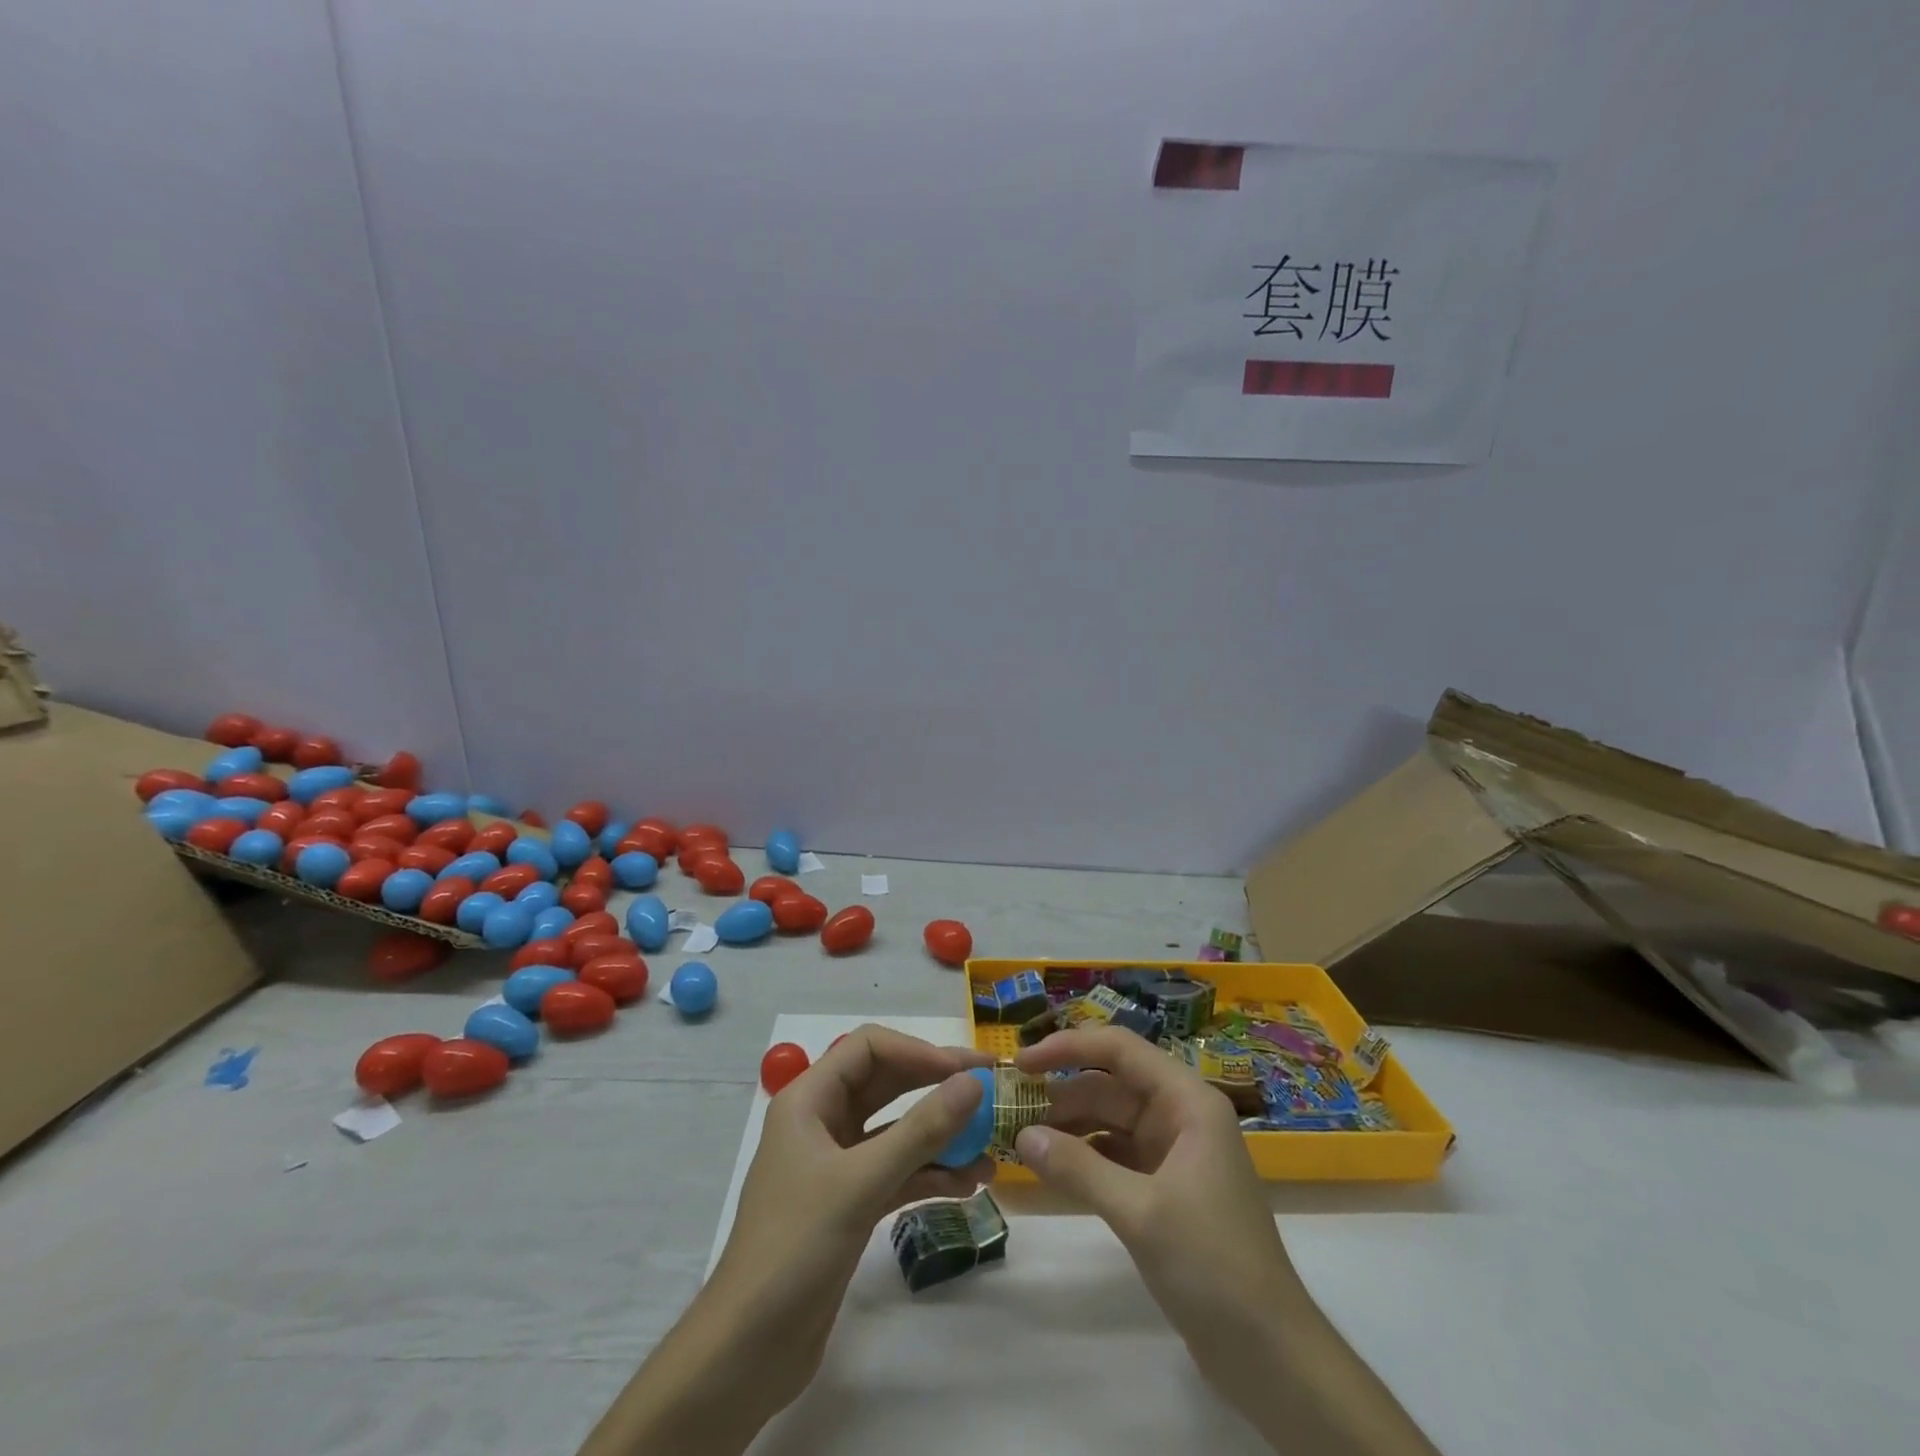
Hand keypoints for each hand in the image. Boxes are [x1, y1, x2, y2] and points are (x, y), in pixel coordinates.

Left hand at [708, 1026, 995, 1403]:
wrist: (747, 1352)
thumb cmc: (795, 1248)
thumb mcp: (861, 1183)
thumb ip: (921, 1131)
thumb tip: (973, 1083)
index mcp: (809, 1100)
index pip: (869, 1048)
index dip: (919, 1051)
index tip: (966, 1071)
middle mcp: (822, 1121)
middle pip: (887, 1083)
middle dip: (937, 1085)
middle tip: (991, 1090)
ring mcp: (835, 1164)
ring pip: (896, 1130)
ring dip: (941, 1135)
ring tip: (989, 1147)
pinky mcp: (848, 1203)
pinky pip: (896, 1171)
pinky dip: (930, 1173)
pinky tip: (968, 1185)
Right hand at [1013, 1026, 1301, 1370]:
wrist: (1270, 1355)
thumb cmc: (1213, 1266)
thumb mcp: (1140, 1213)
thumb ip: (1078, 1169)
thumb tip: (1022, 1136)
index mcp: (1187, 1101)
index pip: (1119, 1049)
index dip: (1068, 1047)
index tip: (1021, 1061)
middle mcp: (1180, 1115)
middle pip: (1110, 1085)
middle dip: (1061, 1093)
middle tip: (1010, 1110)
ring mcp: (1173, 1152)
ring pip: (1109, 1120)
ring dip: (1068, 1127)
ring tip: (1021, 1139)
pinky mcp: (1165, 1188)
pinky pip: (1115, 1155)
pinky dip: (1084, 1158)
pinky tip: (1052, 1169)